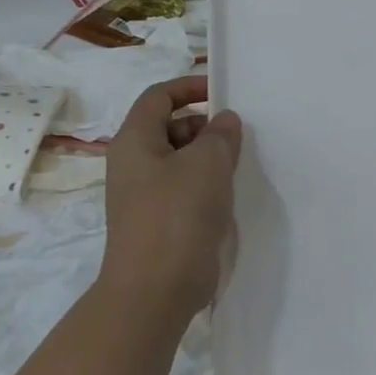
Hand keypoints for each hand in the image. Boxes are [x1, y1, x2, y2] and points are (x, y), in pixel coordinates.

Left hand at [100, 76, 244, 321]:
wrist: (156, 287)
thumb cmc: (178, 215)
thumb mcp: (207, 164)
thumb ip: (220, 135)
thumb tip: (224, 120)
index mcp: (135, 141)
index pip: (158, 97)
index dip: (189, 87)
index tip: (223, 94)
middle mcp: (135, 163)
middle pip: (170, 127)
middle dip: (205, 125)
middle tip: (239, 137)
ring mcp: (146, 194)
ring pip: (181, 159)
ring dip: (210, 156)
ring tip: (240, 165)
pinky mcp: (162, 219)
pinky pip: (186, 187)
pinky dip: (208, 183)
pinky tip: (232, 194)